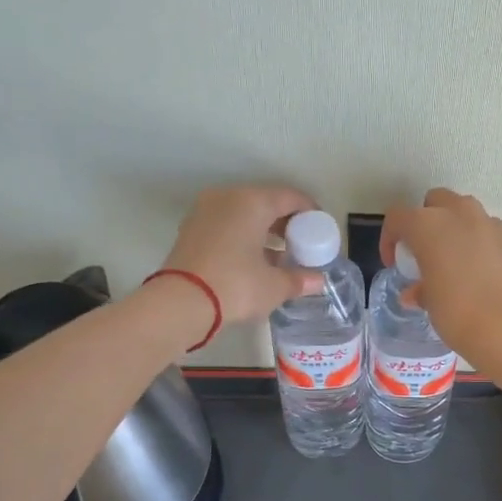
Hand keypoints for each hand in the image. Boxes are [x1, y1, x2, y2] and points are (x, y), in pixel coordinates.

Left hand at [161, 185, 321, 323]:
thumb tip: (318, 281)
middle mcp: (228, 197)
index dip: (310, 213)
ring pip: (244, 213)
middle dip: (286, 223)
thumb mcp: (274, 286)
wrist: (180, 303)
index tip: (321, 231)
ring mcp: (205, 211)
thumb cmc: (235, 286)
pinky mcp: (191, 229)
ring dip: (264, 231)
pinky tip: (254, 260)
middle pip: (266, 202)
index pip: (291, 197)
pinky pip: (227, 224)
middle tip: (301, 246)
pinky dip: (243, 236)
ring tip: (279, 256)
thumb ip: (299, 279)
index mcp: (253, 201)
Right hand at [378, 188, 501, 374]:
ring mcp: (492, 226)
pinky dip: (480, 246)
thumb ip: (421, 290)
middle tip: (424, 252)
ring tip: (454, 262)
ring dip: (456, 229)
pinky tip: (481, 275)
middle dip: (427, 220)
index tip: (395, 263)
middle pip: (436, 201)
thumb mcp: (430, 304)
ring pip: (467, 214)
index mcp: (429, 225)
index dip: (390, 239)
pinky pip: (489, 235)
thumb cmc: (459, 314)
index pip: (398, 217)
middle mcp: (461, 215)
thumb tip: (416, 293)